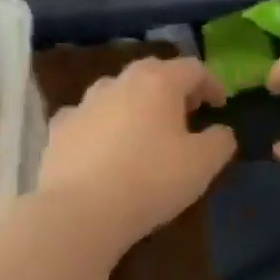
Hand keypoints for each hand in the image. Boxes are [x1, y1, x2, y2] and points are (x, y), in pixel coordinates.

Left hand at [38, 56, 234, 249]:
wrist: (80, 211)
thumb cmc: (151, 181)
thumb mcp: (203, 165)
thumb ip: (220, 141)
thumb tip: (220, 131)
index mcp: (158, 82)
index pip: (192, 68)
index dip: (211, 83)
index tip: (219, 105)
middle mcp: (119, 82)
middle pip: (152, 73)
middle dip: (173, 89)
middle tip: (186, 112)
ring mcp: (83, 104)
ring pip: (116, 93)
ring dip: (135, 104)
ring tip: (145, 130)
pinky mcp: (59, 130)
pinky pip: (88, 119)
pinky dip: (102, 126)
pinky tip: (104, 148)